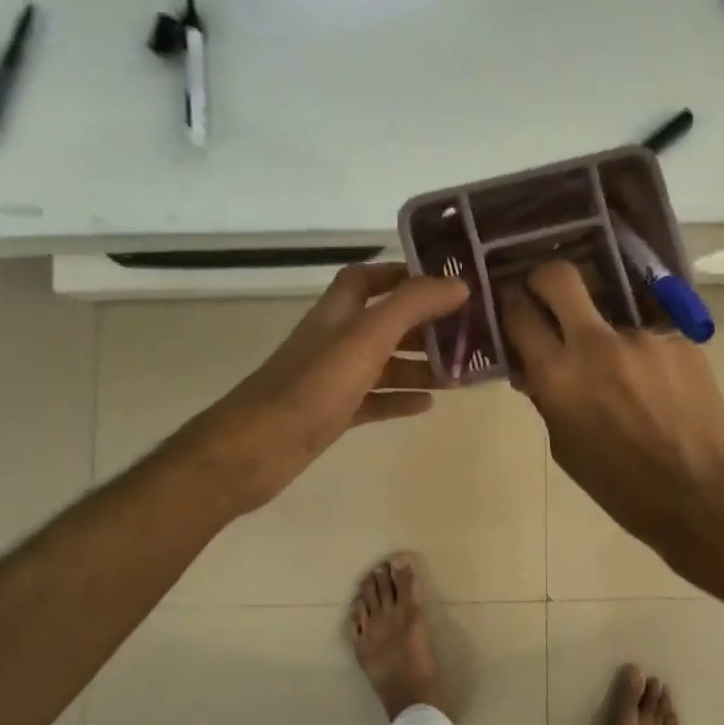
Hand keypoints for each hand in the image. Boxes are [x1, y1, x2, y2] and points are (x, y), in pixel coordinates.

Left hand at [174, 262, 467, 519]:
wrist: (255, 450)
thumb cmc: (313, 386)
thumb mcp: (367, 337)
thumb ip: (412, 306)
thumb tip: (458, 284)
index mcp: (339, 312)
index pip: (368, 278)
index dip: (402, 274)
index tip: (444, 283)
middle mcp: (336, 339)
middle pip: (385, 322)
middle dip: (424, 326)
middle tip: (467, 335)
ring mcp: (333, 378)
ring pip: (384, 364)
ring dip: (419, 366)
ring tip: (459, 375)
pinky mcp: (333, 413)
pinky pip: (375, 399)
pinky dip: (401, 399)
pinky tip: (428, 405)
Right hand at [501, 261, 723, 556]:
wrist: (705, 496)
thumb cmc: (624, 488)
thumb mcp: (566, 449)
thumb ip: (547, 398)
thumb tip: (535, 368)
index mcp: (560, 377)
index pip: (519, 314)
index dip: (510, 303)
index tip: (513, 304)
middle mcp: (598, 344)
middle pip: (559, 277)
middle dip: (544, 278)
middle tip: (547, 295)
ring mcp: (644, 336)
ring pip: (610, 309)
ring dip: (603, 330)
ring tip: (623, 371)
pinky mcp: (680, 339)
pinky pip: (648, 333)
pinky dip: (643, 352)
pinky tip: (658, 385)